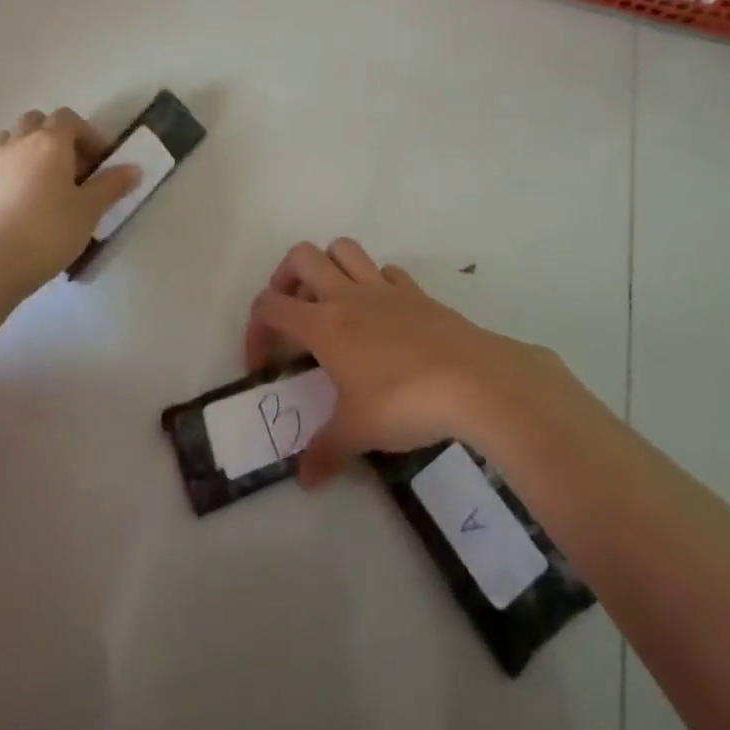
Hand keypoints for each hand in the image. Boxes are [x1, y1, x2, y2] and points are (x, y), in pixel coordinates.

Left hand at [0, 108, 139, 296]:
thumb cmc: (48, 230)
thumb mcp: (90, 209)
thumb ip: (112, 184)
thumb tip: (134, 168)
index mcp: (50, 141)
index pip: (70, 118)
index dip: (89, 135)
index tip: (101, 162)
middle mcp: (20, 142)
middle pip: (39, 121)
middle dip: (59, 137)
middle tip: (75, 168)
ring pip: (16, 139)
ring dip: (34, 149)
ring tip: (50, 181)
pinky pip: (3, 162)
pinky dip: (17, 169)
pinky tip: (29, 200)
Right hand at [244, 239, 569, 487]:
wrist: (473, 380)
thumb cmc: (404, 402)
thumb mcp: (358, 433)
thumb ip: (325, 452)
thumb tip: (305, 480)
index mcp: (324, 324)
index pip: (270, 305)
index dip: (256, 330)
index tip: (265, 366)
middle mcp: (347, 295)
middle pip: (301, 256)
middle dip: (285, 278)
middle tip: (293, 315)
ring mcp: (384, 289)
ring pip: (344, 249)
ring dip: (329, 267)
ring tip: (331, 305)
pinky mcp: (416, 292)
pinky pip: (386, 271)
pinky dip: (375, 283)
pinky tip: (380, 314)